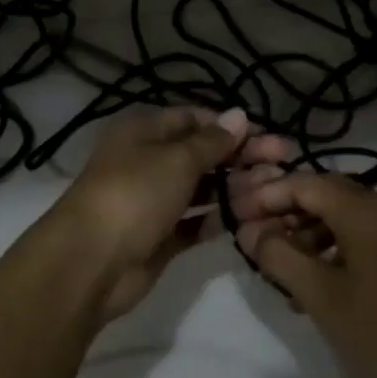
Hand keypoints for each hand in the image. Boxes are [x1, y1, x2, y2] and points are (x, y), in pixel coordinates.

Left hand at [55, 106, 293, 321]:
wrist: (90, 262)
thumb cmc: (134, 194)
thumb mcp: (176, 159)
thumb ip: (212, 141)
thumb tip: (239, 114)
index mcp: (144, 131)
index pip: (194, 119)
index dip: (231, 126)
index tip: (268, 135)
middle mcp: (148, 161)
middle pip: (203, 154)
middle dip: (242, 157)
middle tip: (285, 161)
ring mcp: (154, 201)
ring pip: (202, 188)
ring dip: (237, 187)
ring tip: (276, 191)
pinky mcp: (160, 236)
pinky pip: (196, 221)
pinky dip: (219, 217)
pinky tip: (251, 217)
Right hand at [231, 172, 376, 377]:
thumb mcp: (319, 295)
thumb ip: (278, 255)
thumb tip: (250, 230)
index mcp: (369, 211)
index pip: (308, 184)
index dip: (268, 196)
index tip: (238, 215)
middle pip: (329, 196)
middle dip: (288, 214)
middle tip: (255, 240)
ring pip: (348, 218)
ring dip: (310, 234)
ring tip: (281, 268)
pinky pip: (367, 238)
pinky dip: (336, 250)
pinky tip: (316, 283)